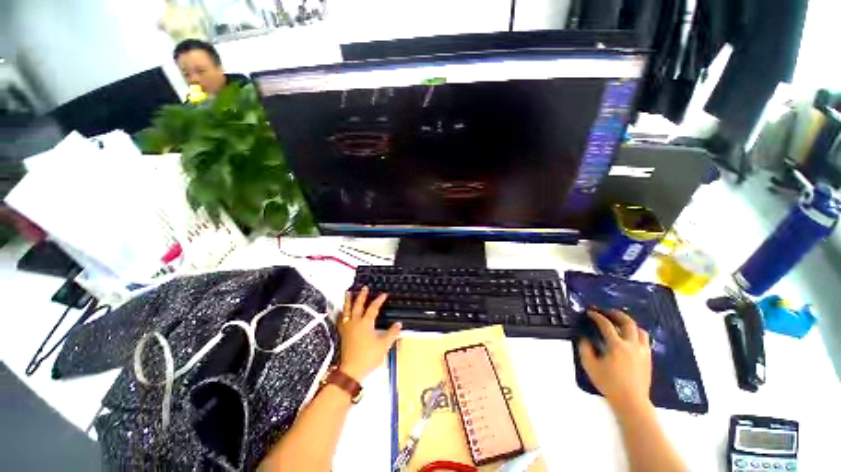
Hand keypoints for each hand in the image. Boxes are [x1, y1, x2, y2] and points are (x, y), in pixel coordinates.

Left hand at [337, 287, 400, 381]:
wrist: (351, 370)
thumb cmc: (369, 356)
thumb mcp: (384, 345)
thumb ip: (392, 333)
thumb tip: (399, 324)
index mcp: (366, 323)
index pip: (373, 308)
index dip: (379, 300)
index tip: (384, 294)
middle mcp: (355, 322)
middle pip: (358, 305)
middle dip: (362, 295)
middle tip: (364, 287)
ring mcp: (348, 328)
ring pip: (347, 310)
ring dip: (348, 301)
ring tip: (348, 292)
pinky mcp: (343, 334)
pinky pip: (341, 320)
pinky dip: (342, 313)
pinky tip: (342, 312)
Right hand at [578, 309, 651, 414]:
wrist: (631, 401)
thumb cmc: (609, 383)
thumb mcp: (590, 366)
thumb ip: (585, 349)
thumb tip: (584, 338)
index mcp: (617, 346)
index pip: (606, 325)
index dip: (597, 316)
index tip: (590, 312)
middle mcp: (632, 345)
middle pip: (628, 322)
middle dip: (616, 314)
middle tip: (607, 311)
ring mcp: (642, 351)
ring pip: (640, 330)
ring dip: (629, 323)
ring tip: (620, 323)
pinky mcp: (648, 358)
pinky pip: (645, 340)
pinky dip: (636, 334)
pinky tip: (630, 337)